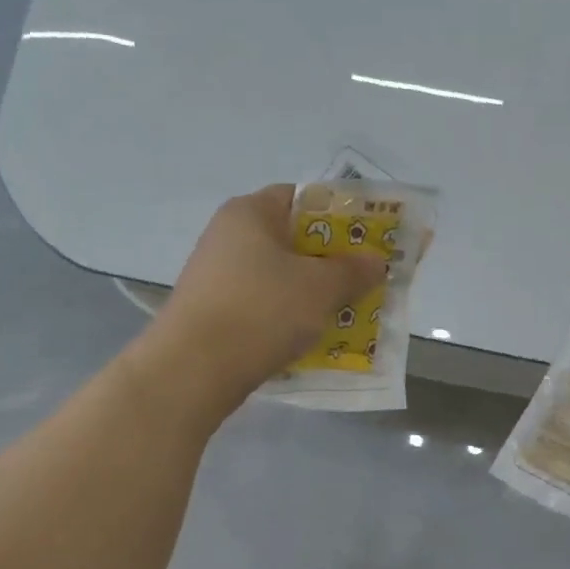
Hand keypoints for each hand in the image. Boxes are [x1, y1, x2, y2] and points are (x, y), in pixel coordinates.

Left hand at [154, 185, 386, 404]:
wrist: (194, 370)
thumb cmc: (262, 311)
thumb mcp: (320, 288)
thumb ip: (353, 271)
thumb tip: (376, 261)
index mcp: (250, 213)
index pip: (302, 198)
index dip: (339, 216)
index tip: (367, 241)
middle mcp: (228, 236)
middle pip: (293, 241)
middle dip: (332, 262)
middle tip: (365, 282)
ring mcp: (218, 276)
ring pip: (280, 277)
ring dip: (313, 294)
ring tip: (346, 314)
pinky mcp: (214, 312)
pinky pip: (263, 306)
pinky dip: (288, 317)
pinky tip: (310, 338)